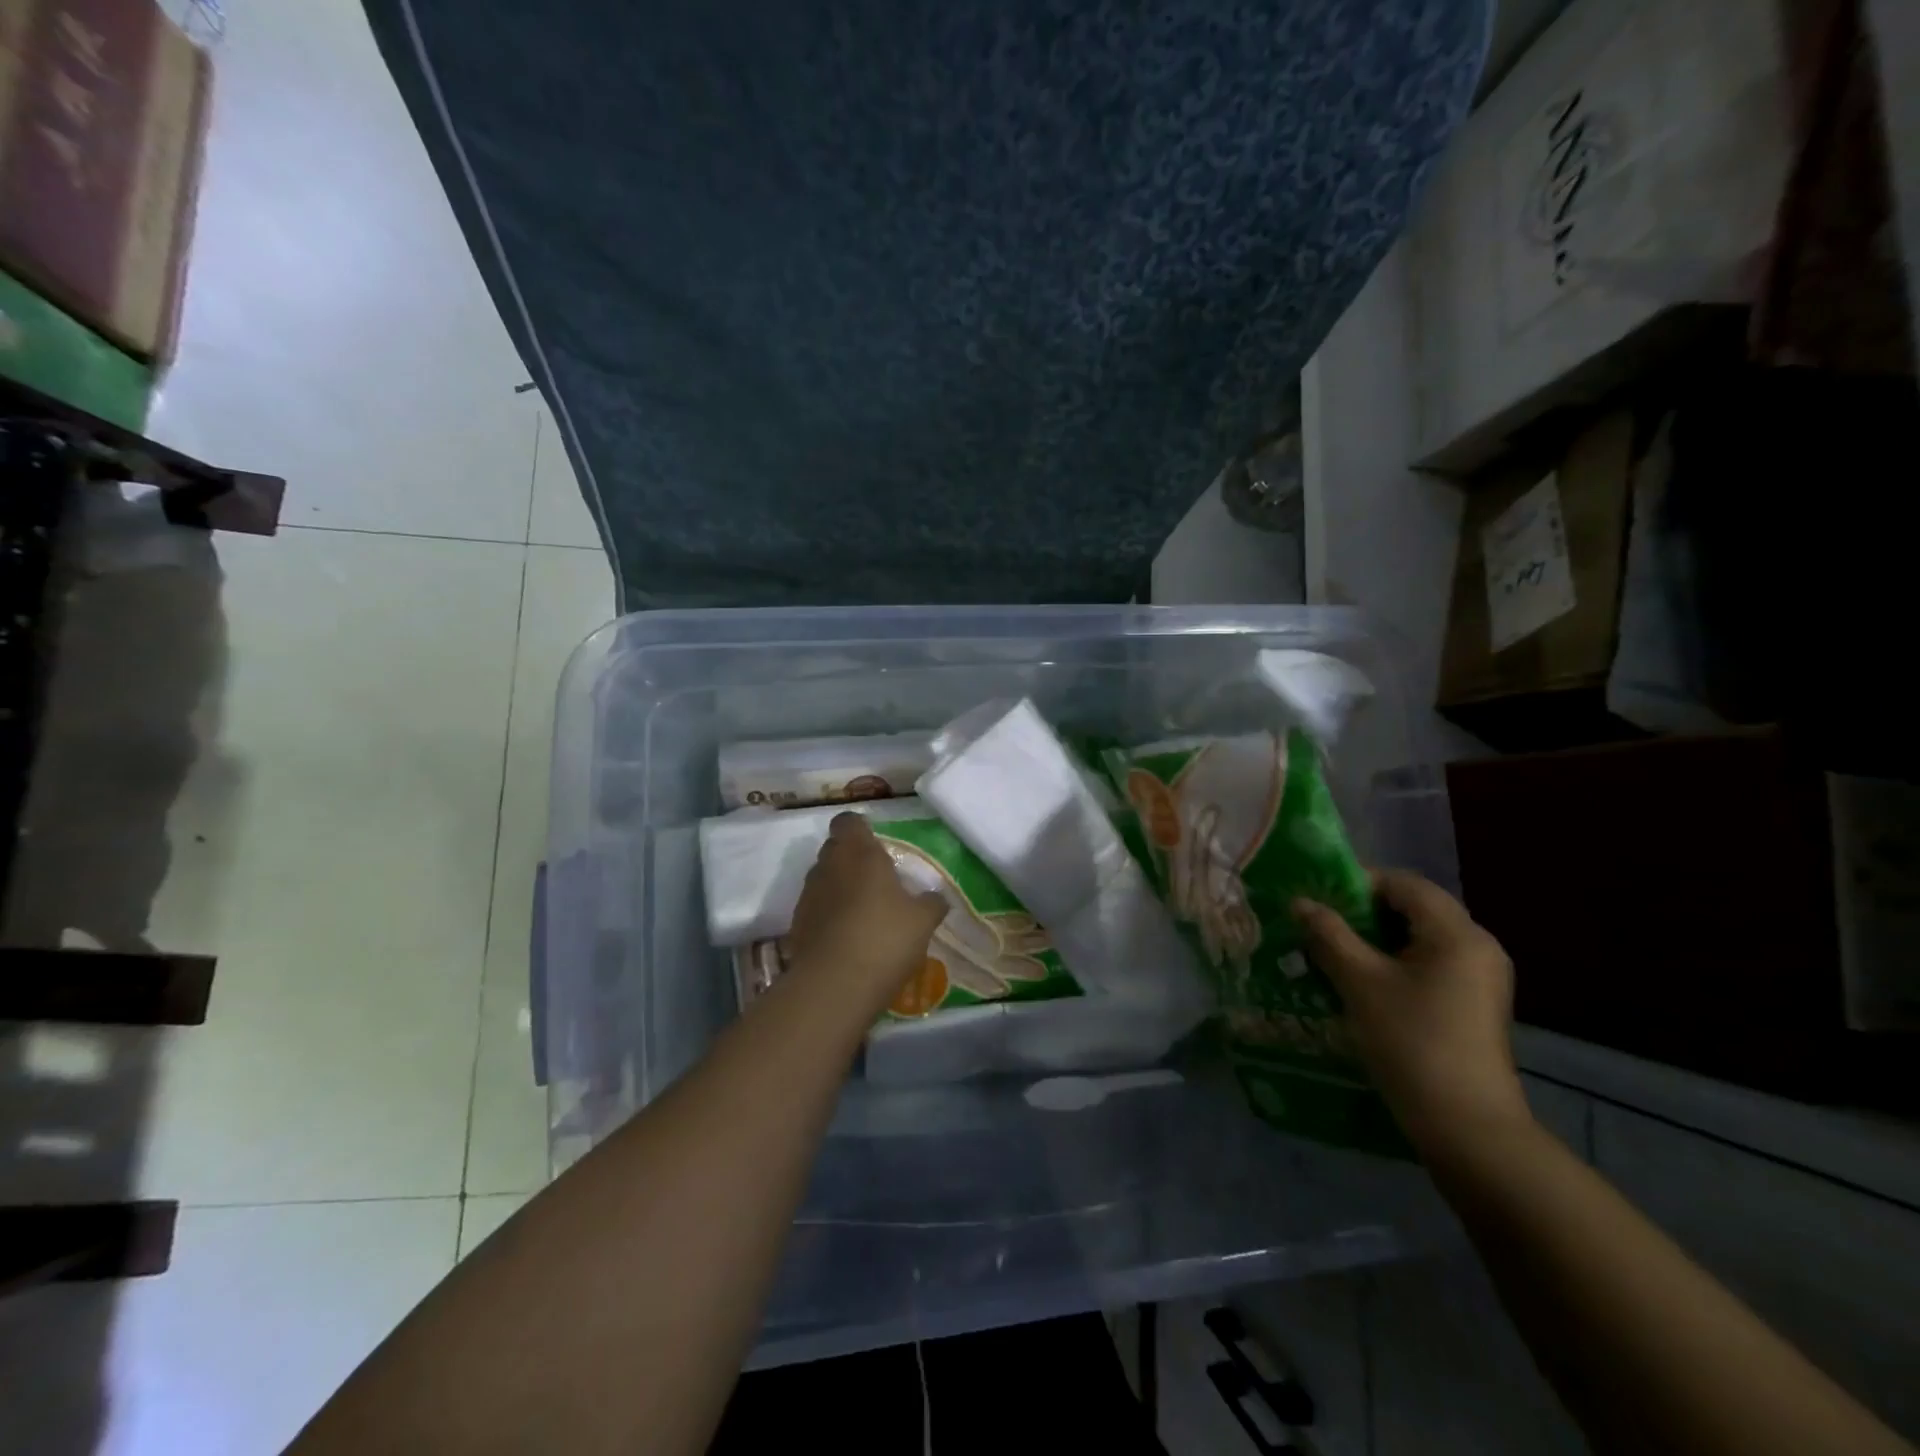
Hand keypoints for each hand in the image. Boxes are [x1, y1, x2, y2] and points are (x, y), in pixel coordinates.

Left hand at [786, 814, 948, 1011]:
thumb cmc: (884, 938)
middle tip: (877, 880)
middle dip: (852, 859)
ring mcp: (808, 896)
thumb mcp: (922, 921)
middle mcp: (828, 866)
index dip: (860, 829)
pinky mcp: (796, 926)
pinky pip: (815, 909)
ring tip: (864, 913)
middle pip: (835, 849)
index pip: (849, 821)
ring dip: (840, 888)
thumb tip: (938, 897)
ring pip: (824, 879)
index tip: (877, 843)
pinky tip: (847, 938)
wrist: (834, 987)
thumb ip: (931, 903)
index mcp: (859, 853)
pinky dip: (828, 916)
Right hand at [1293, 870, 1530, 1156]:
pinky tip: (1360, 982)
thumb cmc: (1412, 1042)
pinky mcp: (1474, 1004)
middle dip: (1362, 912)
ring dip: (1374, 939)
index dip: (1356, 883)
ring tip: (1331, 953)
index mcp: (1458, 933)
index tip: (1317, 899)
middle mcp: (1478, 946)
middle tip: (1318, 925)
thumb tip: (1299, 902)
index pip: (1403, 883)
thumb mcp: (1360, 982)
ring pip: (1418, 938)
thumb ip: (1328, 935)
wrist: (1467, 1127)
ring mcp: (1481, 977)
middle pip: (1413, 908)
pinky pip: (1429, 964)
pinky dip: (1393, 963)